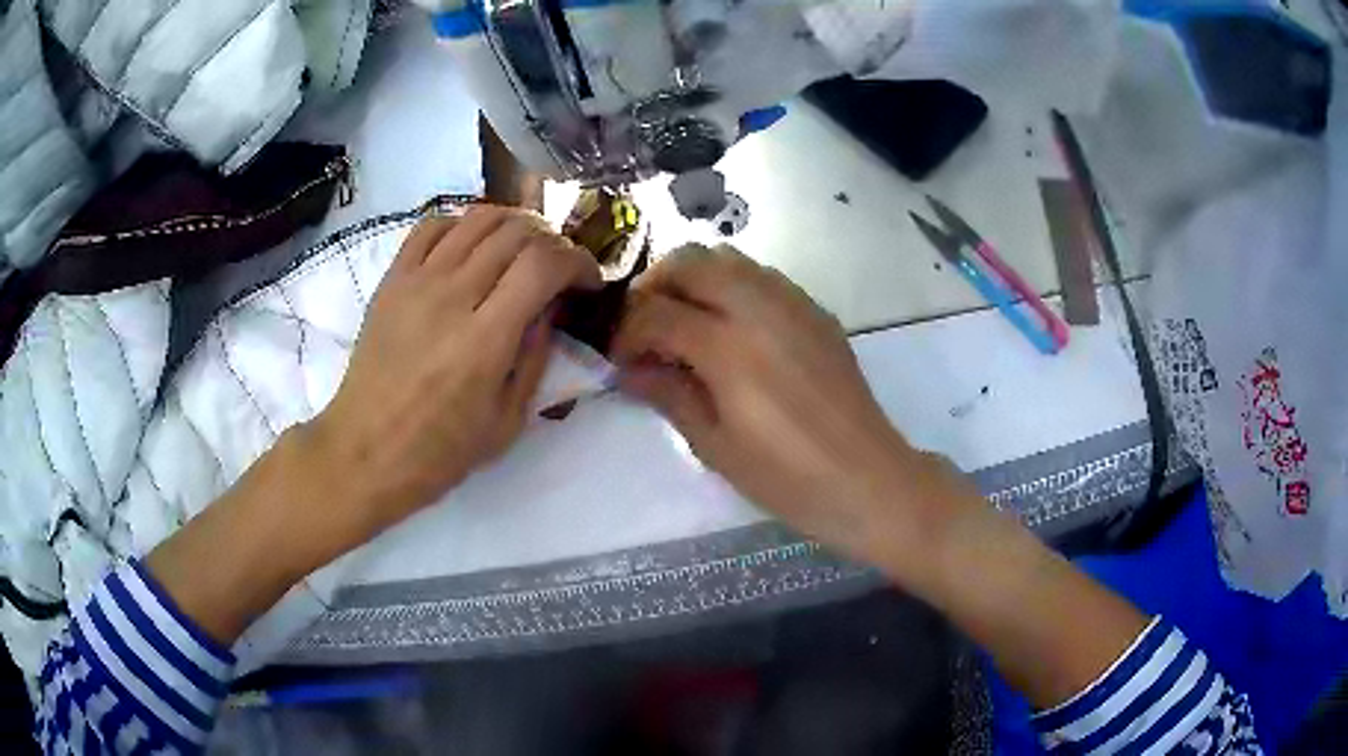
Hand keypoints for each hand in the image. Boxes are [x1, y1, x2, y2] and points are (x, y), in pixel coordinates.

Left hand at [305, 206, 600, 544]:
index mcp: (485, 340)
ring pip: (477, 219)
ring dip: (513, 224)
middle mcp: (452, 296)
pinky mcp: (392, 280)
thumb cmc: (438, 452)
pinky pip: (432, 226)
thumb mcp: (507, 422)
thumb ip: (534, 358)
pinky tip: (473, 245)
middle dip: (553, 240)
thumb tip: (549, 308)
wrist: (364, 452)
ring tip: (524, 247)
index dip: (577, 261)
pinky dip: (463, 223)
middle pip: (515, 233)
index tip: (588, 281)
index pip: (544, 264)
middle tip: (559, 267)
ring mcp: (416, 282)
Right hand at [612, 245, 978, 579]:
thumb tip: (628, 368)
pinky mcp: (815, 310)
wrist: (866, 477)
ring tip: (683, 320)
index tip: (619, 358)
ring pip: (727, 258)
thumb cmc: (786, 477)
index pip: (656, 313)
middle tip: (644, 326)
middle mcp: (758, 307)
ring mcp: (792, 302)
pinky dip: (731, 285)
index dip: (626, 332)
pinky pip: (761, 275)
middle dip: (654, 286)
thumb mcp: (714, 445)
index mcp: (728, 346)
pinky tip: (730, 326)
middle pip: (689, 261)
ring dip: (693, 278)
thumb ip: (668, 394)